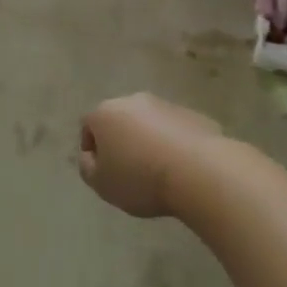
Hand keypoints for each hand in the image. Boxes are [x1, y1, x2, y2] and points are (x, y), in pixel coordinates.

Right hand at [78, 93, 222, 217]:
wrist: (199, 171)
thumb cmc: (141, 178)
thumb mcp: (102, 184)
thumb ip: (88, 168)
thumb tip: (91, 157)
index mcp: (105, 113)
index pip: (88, 126)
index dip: (92, 149)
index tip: (103, 172)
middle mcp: (132, 101)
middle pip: (119, 120)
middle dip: (121, 141)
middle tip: (129, 170)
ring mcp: (164, 105)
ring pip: (148, 123)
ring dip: (148, 141)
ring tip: (158, 171)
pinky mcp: (192, 115)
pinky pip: (175, 130)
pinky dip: (173, 144)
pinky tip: (181, 168)